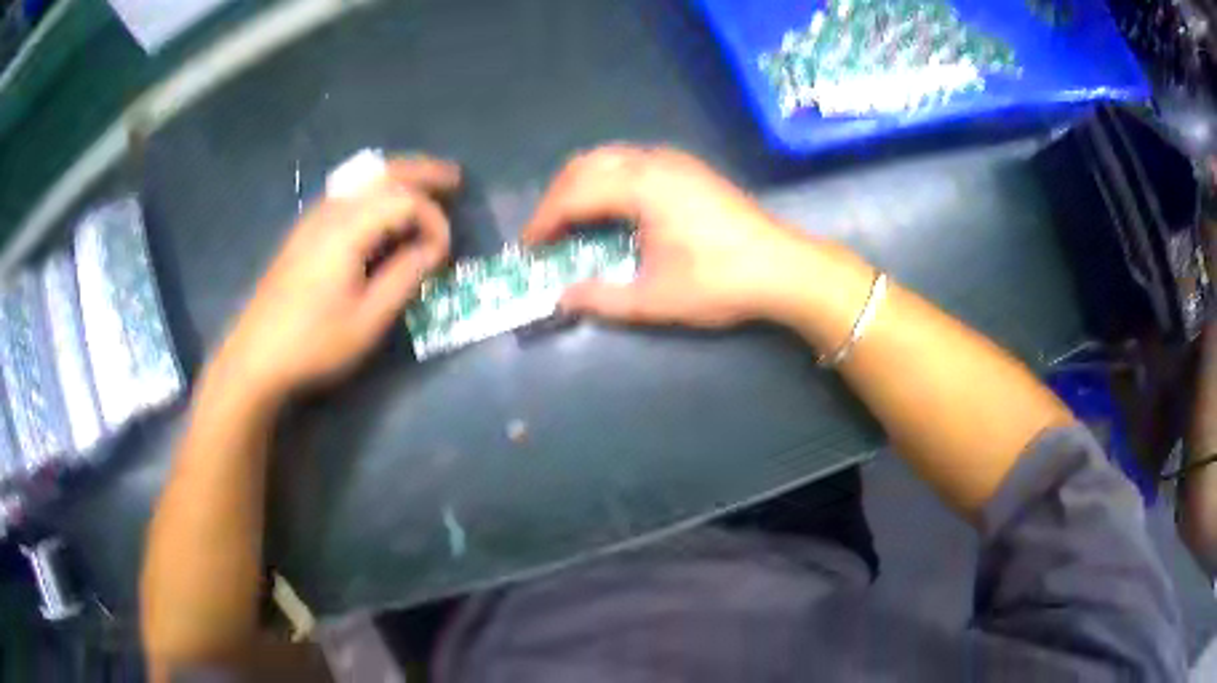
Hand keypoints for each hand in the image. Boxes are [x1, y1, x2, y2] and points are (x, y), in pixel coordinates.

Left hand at [211, 156, 459, 404]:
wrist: (255, 356)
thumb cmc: (313, 343)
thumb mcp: (368, 319)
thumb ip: (405, 276)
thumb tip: (433, 249)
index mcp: (347, 229)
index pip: (404, 200)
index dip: (433, 220)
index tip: (445, 254)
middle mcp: (330, 211)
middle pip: (383, 173)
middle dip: (422, 172)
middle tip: (455, 178)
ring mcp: (313, 218)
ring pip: (363, 178)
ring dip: (398, 176)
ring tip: (426, 185)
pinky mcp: (304, 231)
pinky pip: (348, 193)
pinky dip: (376, 189)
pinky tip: (383, 206)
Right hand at [523, 145, 809, 327]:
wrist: (785, 268)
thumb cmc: (721, 282)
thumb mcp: (656, 299)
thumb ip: (602, 298)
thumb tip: (562, 298)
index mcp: (641, 186)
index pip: (574, 194)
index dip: (544, 220)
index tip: (528, 248)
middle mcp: (653, 161)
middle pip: (586, 165)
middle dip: (557, 197)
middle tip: (545, 233)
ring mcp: (675, 160)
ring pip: (609, 158)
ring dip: (582, 184)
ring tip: (570, 221)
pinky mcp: (689, 168)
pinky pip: (632, 161)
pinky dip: (607, 179)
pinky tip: (611, 208)